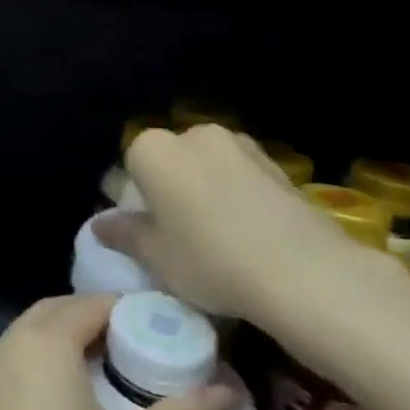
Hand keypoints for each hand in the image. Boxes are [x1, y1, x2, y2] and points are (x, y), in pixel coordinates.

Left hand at [0, 293, 237, 409]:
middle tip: (154, 349)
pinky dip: (52, 365)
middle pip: (57, 314)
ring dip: (75, 343)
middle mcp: (3, 345)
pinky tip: (88, 396)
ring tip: (128, 372)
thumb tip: (229, 387)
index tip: (174, 329)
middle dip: (102, 323)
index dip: (133, 311)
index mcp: (38, 343)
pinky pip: (20, 364)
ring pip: (34, 338)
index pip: (89, 304)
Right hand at [92, 123, 385, 325]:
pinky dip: (242, 198)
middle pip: (173, 160)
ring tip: (222, 235)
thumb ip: (124, 234)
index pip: (132, 166)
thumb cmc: (209, 260)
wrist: (307, 274)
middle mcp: (194, 136)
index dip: (138, 198)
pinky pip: (245, 179)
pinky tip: (253, 235)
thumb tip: (102, 225)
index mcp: (152, 150)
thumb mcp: (154, 256)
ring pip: (211, 167)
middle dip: (174, 187)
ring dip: (210, 190)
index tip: (150, 230)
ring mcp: (242, 147)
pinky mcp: (281, 167)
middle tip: (182, 232)